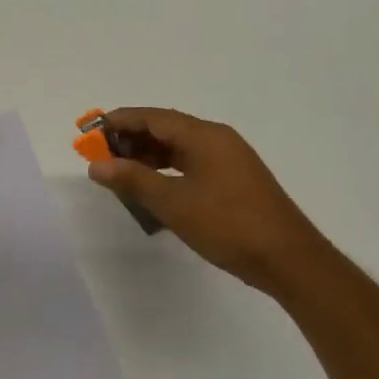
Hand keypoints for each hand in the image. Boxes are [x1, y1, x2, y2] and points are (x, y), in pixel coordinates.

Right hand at [86, 108, 330, 295]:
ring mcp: (228, 160)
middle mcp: (217, 140)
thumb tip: (96, 164)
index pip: (152, 117)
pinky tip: (151, 189)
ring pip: (178, 149)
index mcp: (204, 136)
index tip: (89, 132)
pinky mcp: (233, 181)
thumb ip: (132, 180)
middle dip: (130, 140)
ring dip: (147, 157)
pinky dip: (166, 171)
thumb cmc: (228, 225)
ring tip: (119, 174)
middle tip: (99, 156)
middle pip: (165, 129)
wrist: (289, 260)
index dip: (118, 122)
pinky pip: (191, 165)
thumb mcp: (173, 202)